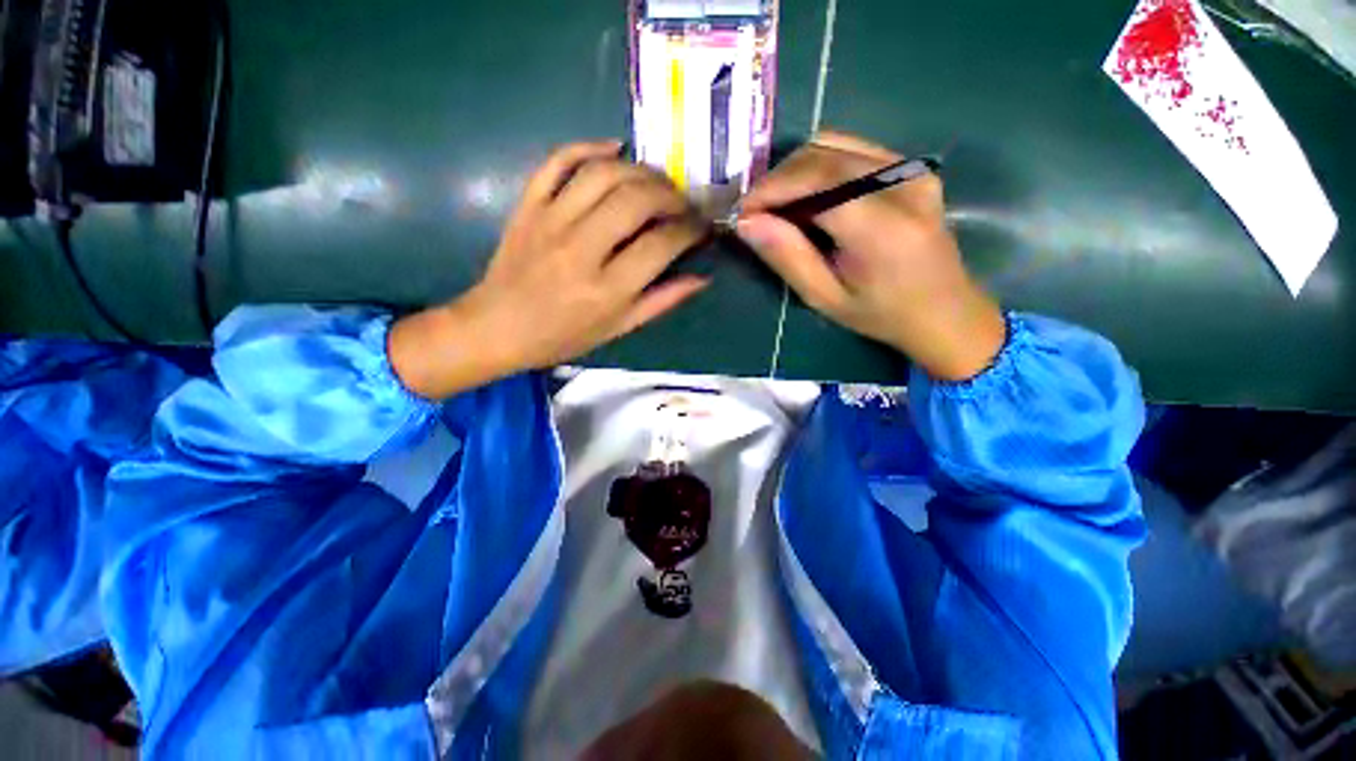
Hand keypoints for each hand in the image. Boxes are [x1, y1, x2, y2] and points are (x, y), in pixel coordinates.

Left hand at [391, 141, 708, 399]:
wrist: (498, 328)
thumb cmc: (563, 336)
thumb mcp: (618, 328)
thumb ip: (661, 302)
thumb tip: (701, 278)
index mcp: (606, 289)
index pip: (661, 244)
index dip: (690, 230)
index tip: (701, 227)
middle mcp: (581, 250)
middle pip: (637, 200)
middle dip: (672, 195)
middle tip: (683, 202)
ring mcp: (550, 221)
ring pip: (604, 175)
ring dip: (641, 170)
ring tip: (658, 182)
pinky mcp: (528, 205)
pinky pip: (558, 160)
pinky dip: (588, 146)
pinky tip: (614, 150)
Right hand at [736, 131, 1004, 381]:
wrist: (945, 311)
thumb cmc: (881, 314)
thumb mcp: (825, 298)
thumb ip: (787, 257)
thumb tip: (746, 223)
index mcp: (882, 227)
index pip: (816, 180)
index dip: (771, 188)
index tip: (742, 211)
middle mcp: (902, 184)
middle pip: (823, 154)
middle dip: (778, 178)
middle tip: (755, 210)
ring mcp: (912, 169)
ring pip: (836, 144)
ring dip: (796, 170)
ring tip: (777, 205)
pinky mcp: (912, 167)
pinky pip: (853, 150)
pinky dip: (819, 166)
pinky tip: (808, 196)